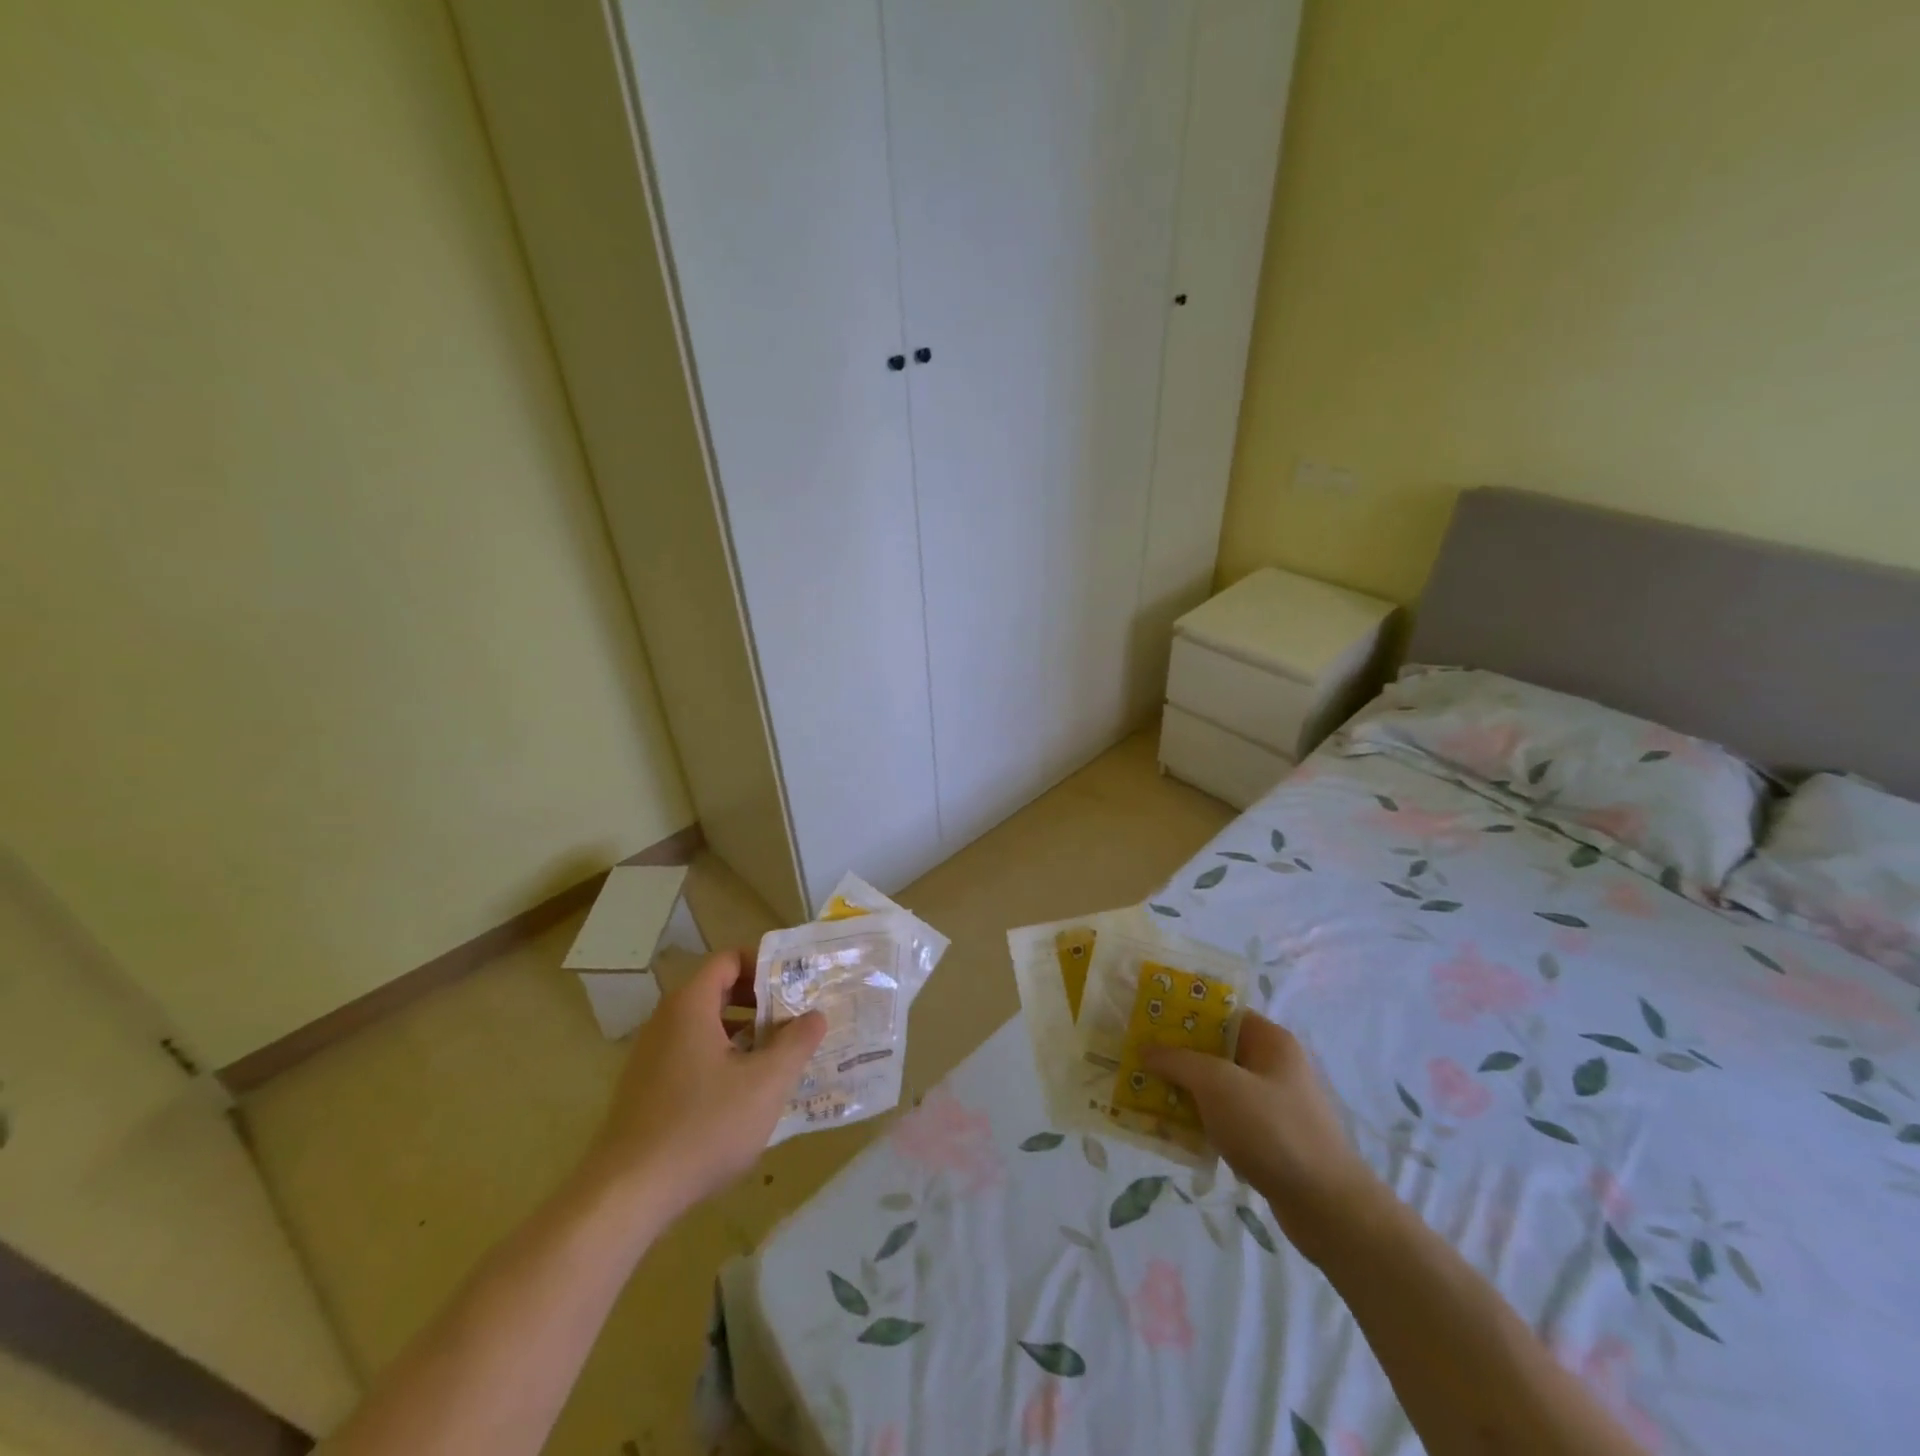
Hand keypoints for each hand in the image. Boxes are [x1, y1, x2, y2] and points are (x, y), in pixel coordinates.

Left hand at [581, 949, 824, 1221]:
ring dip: (744, 1033)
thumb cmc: (702, 1127)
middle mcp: (666, 1021)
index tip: (796, 987)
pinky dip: (722, 1058)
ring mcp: (651, 1056)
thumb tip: (816, 1015)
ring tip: (779, 1056)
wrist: (626, 1196)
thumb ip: (796, 1044)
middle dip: (760, 1002)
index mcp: (690, 1006)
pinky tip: (745, 1094)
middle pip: (718, 990)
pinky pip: (691, 1055)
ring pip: (706, 1026)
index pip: (729, 959)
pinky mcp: (646, 1089)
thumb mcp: (765, 1084)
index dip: (765, 966)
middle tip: (796, 1020)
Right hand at [1145, 1012, 1385, 1262]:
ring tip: (1145, 1094)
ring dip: (1185, 1091)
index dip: (1185, 1014)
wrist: (1327, 1207)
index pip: (1221, 1013)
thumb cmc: (1272, 1129)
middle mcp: (1274, 1066)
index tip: (1149, 1021)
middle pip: (1216, 1050)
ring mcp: (1273, 1104)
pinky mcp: (1270, 1140)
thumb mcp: (1217, 1084)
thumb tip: (1147, 1048)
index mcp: (1270, 1041)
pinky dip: (1202, 1121)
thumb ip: (1179, 1061)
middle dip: (1178, 1056)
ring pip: (1218, 1087)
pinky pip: (1226, 1119)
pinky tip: (1173, 1131)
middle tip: (1139, 1058)